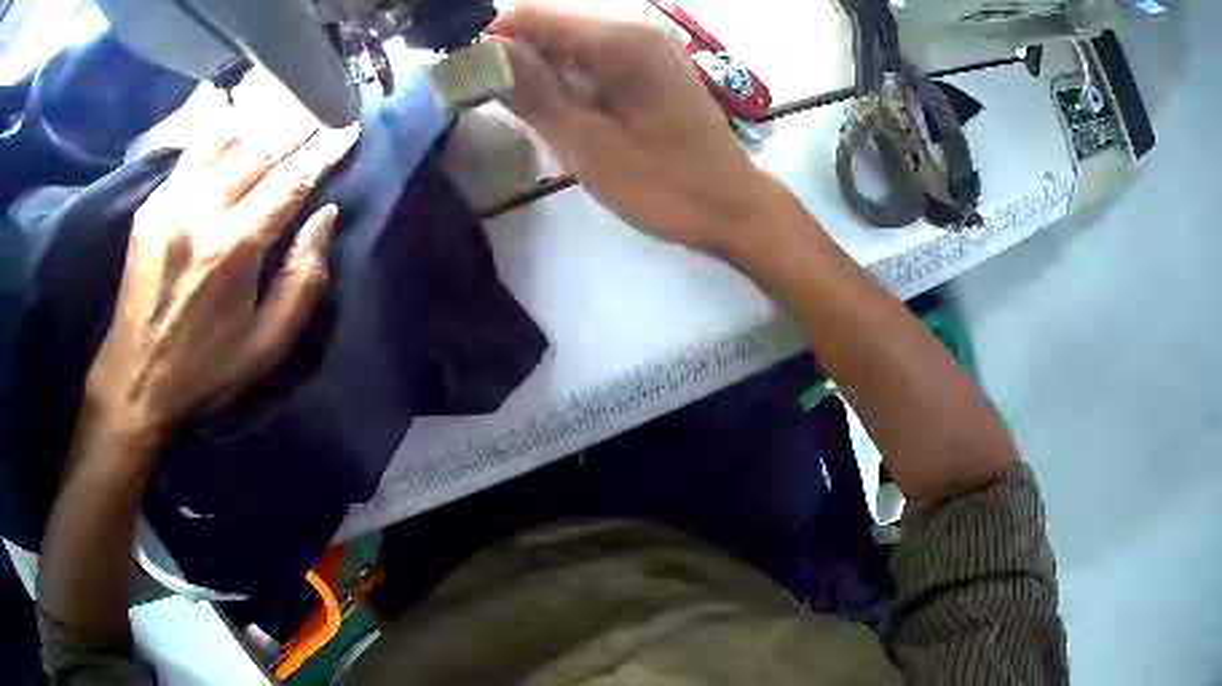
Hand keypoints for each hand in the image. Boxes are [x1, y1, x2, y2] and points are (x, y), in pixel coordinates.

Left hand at [84, 123, 359, 449]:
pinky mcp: (149, 207)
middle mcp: (199, 212)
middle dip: (296, 128)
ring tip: (279, 118)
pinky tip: (235, 140)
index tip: (348, 129)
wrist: (134, 380)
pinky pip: (192, 155)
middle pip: (257, 149)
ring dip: (257, 126)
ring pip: (222, 138)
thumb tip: (324, 216)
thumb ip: (302, 280)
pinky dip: (221, 140)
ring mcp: (168, 203)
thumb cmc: (204, 370)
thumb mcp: (266, 346)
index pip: (289, 181)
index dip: (323, 151)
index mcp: (232, 250)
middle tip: (322, 114)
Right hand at [489, 1, 773, 252]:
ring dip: (534, 65)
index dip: (489, 38)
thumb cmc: (662, 185)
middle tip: (485, 97)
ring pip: (567, 39)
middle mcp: (633, 27)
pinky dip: (564, 74)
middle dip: (510, 53)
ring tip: (516, 106)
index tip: (462, 75)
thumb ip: (531, 92)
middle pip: (549, 22)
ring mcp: (646, 43)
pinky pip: (591, 54)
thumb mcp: (586, 144)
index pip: (530, 14)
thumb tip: (482, 54)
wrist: (730, 205)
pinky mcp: (650, 63)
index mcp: (618, 39)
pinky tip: (557, 105)